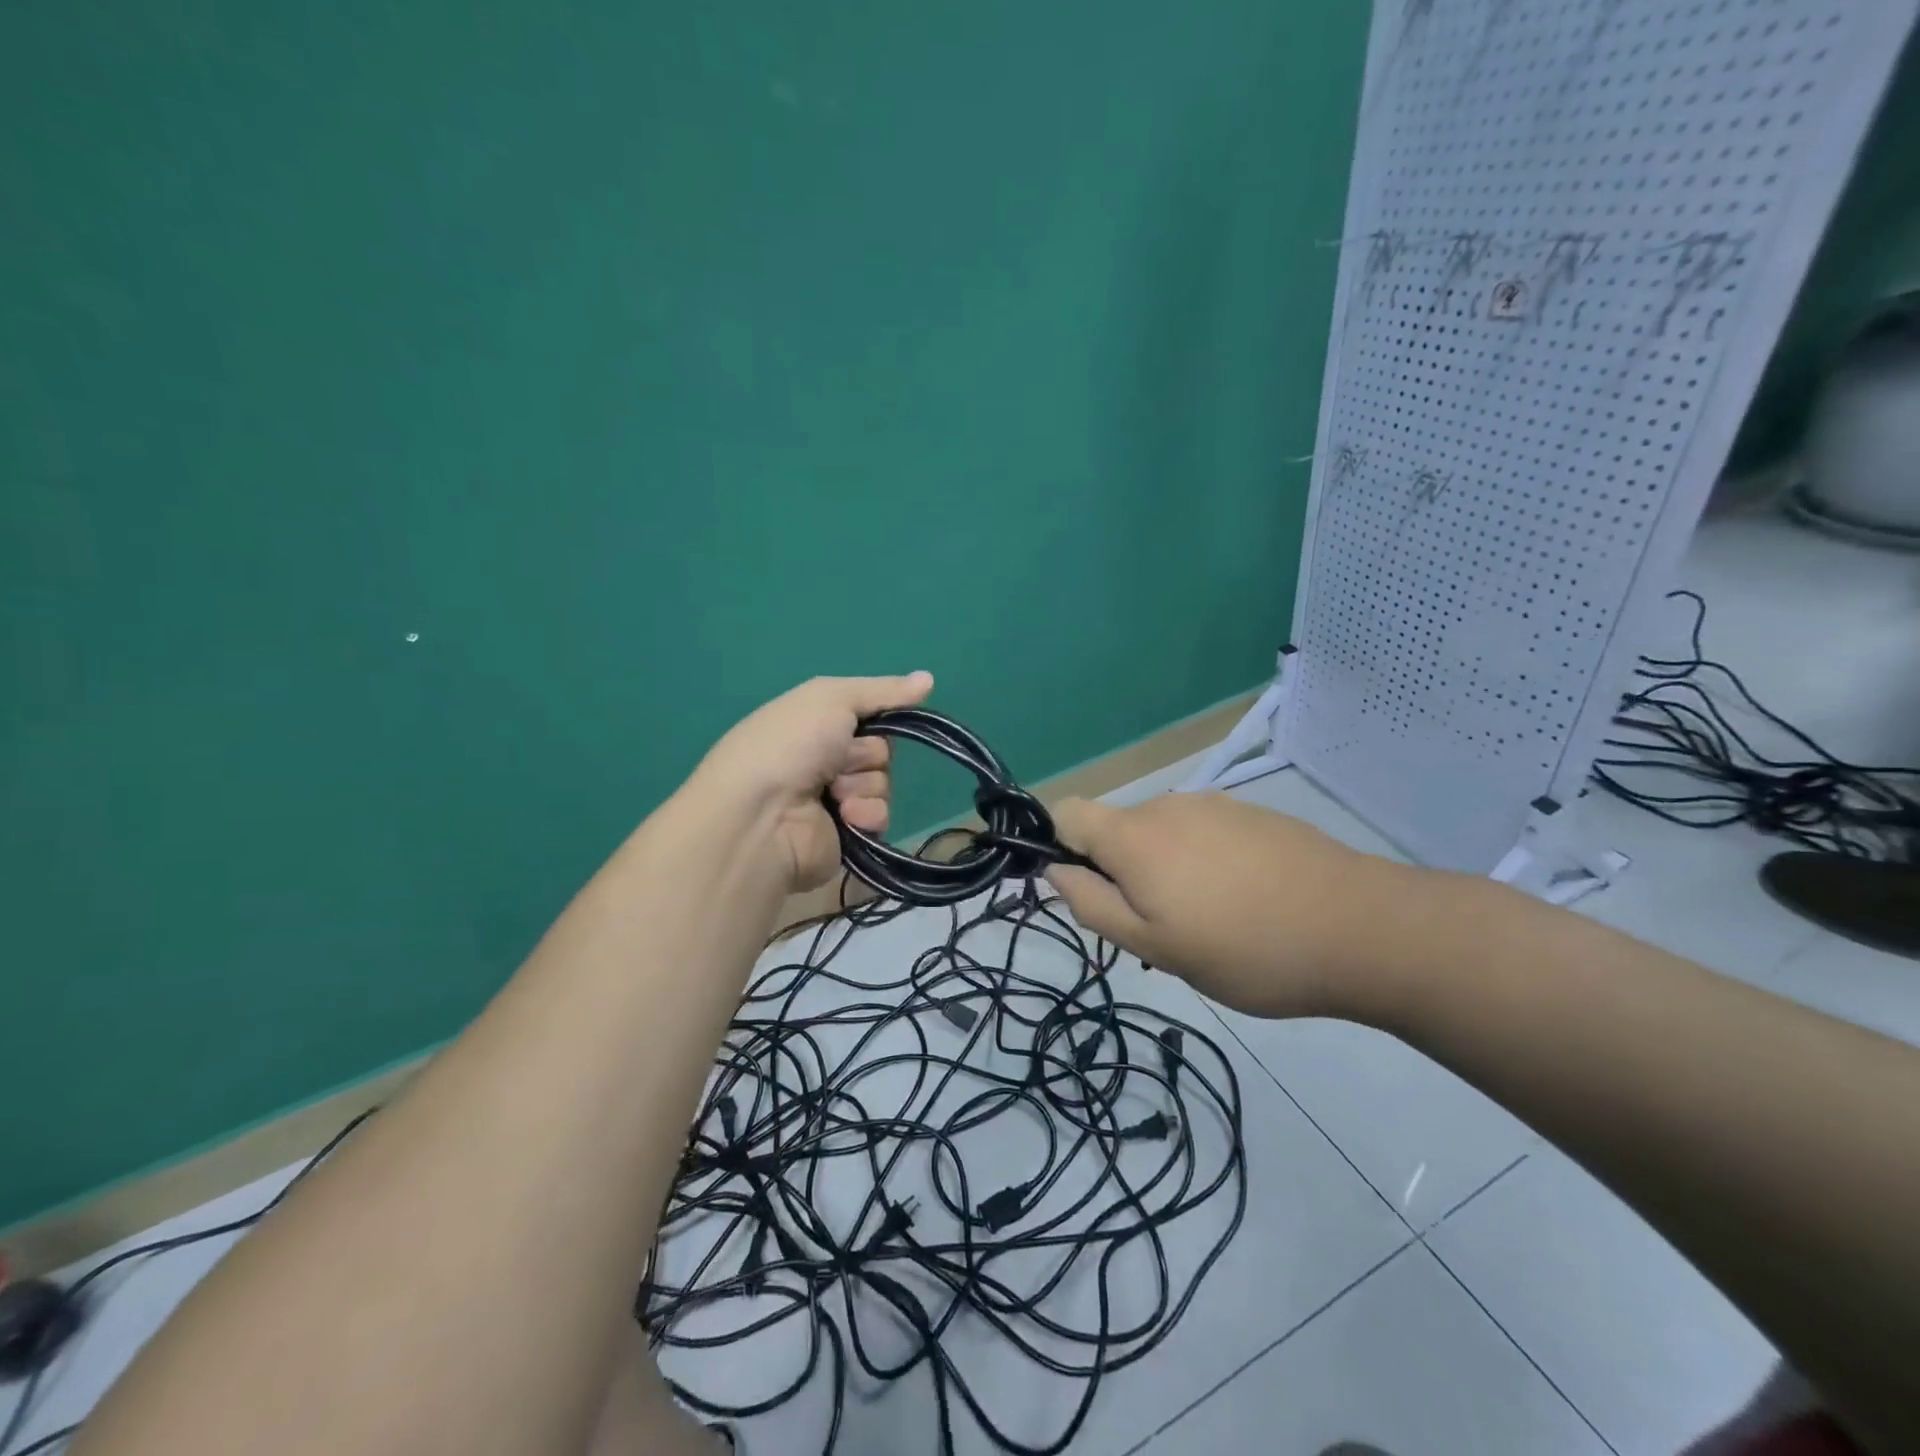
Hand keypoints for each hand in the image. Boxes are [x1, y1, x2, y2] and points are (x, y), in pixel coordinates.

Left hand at [694, 672, 933, 893]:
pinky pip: (880, 817)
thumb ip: (882, 690)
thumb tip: (929, 678)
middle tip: (838, 760)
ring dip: (864, 785)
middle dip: (865, 755)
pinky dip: (867, 814)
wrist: (762, 816)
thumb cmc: (790, 745)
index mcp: (813, 724)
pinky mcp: (846, 836)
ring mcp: (833, 801)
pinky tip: (844, 817)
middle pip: (879, 751)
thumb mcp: (831, 698)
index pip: (868, 716)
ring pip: (882, 784)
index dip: (876, 717)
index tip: (874, 719)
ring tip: (834, 794)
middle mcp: (822, 761)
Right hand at [1043, 792, 1411, 1019]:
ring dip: (1164, 870)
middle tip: (1159, 929)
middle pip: (1116, 829)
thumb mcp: (1155, 947)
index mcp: (1134, 835)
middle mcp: (1167, 805)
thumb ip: (1093, 906)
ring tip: (1209, 923)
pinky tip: (1245, 903)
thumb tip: (1056, 871)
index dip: (1058, 846)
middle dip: (1120, 872)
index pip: (1066, 813)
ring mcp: (1215, 805)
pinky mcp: (1253, 814)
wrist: (1363, 929)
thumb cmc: (1246, 949)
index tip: (1085, 892)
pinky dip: (1203, 863)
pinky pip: (1203, 834)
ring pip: (1162, 835)